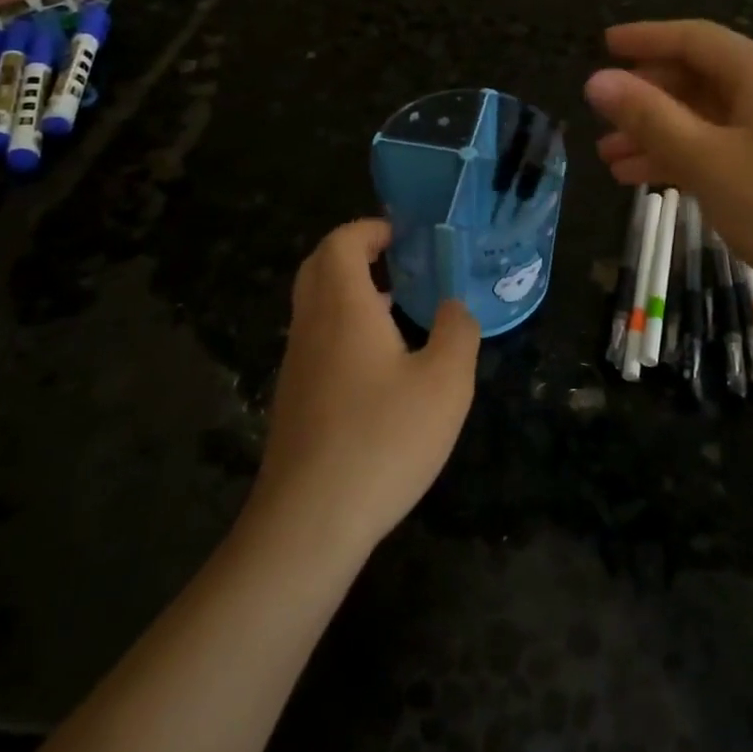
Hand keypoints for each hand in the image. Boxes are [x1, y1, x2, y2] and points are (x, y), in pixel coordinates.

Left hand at [250, 219, 480, 557]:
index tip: (404, 236)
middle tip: (399, 262)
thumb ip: (457, 333)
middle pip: (319, 267)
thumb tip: (454, 307)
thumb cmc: (383, 439)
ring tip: (399, 308)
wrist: (309, 522)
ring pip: (315, 306)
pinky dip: (344, 328)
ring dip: (350, 292)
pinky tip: (380, 365)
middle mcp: (311, 326)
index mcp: (343, 307)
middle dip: (356, 253)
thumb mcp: (445, 383)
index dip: (370, 229)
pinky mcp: (294, 400)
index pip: (341, 242)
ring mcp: (297, 365)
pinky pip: (316, 341)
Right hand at [584, 20, 752, 297]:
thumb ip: (650, 118)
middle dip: (646, 96)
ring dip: (658, 134)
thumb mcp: (708, 161)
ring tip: (610, 158)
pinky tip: (649, 180)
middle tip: (602, 116)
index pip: (695, 40)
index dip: (646, 38)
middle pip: (699, 79)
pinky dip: (685, 158)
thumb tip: (596, 80)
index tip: (603, 45)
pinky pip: (723, 148)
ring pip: (706, 119)